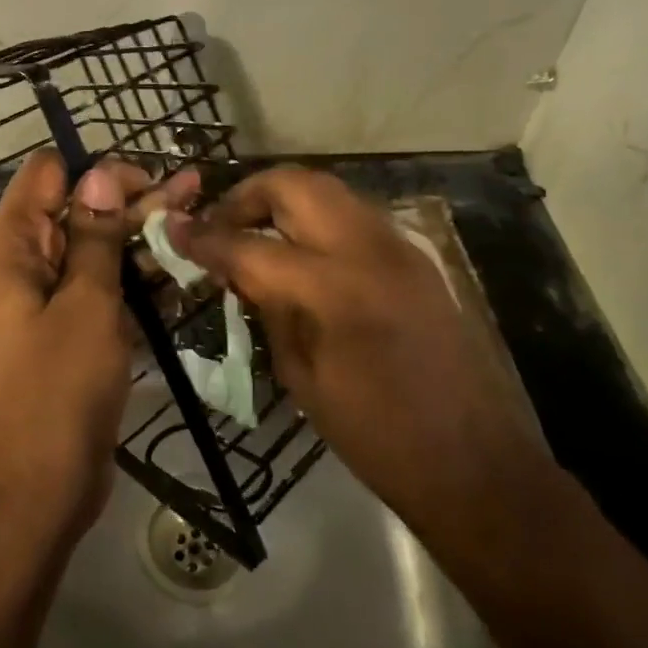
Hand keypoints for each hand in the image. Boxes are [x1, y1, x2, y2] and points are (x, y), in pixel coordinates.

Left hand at [0, 153, 192, 541]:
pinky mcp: (66, 336)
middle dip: (131, 201)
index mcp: (10, 252)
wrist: (38, 492)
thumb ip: (93, 238)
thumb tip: (97, 174)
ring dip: (141, 239)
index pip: (45, 178)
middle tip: (194, 189)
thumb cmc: (58, 392)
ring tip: (197, 219)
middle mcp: (21, 270)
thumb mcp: (85, 305)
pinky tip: (181, 273)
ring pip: (93, 254)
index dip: (94, 172)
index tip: (146, 181)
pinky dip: (135, 282)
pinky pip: (99, 294)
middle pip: (75, 213)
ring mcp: (44, 305)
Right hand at [167, 167, 553, 568]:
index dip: (203, 238)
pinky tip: (300, 254)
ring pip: (325, 190)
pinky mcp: (414, 256)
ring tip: (255, 236)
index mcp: (333, 290)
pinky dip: (315, 219)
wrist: (474, 463)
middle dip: (245, 196)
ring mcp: (398, 246)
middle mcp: (367, 249)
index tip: (173, 232)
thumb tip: (237, 270)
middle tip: (220, 228)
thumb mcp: (301, 376)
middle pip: (292, 184)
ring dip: (281, 202)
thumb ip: (268, 308)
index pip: (249, 245)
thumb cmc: (376, 436)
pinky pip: (351, 214)